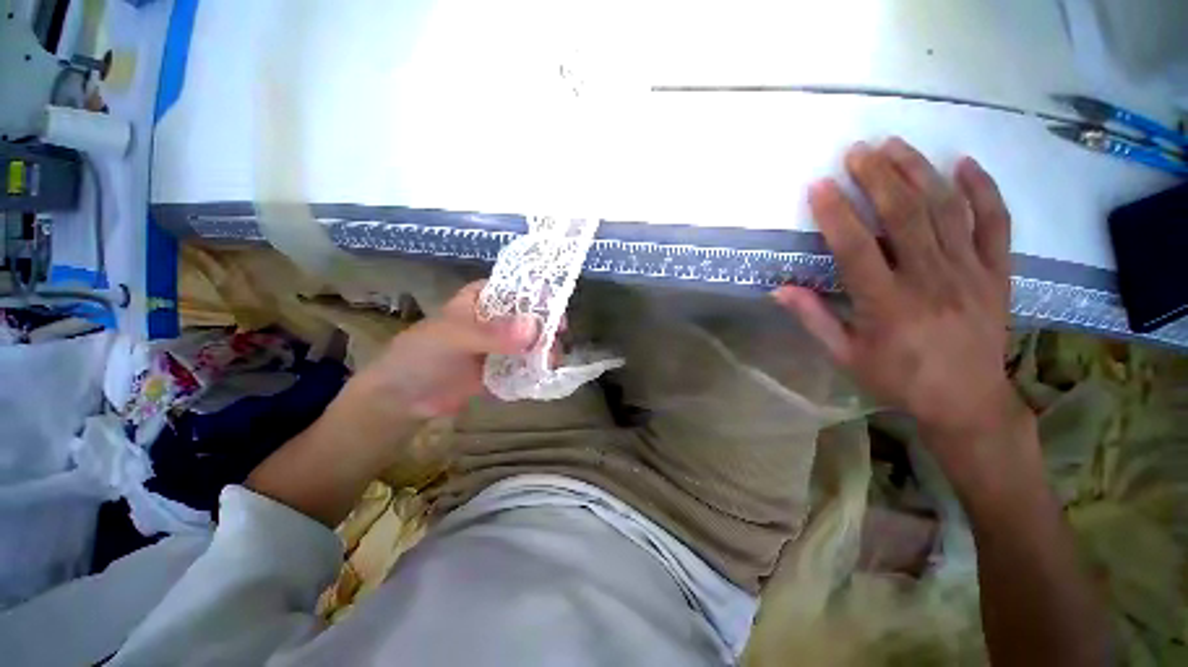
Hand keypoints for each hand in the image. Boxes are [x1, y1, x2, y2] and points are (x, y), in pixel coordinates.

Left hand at [338, 281, 538, 427]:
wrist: (404, 398)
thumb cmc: (422, 355)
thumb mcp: (454, 337)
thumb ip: (492, 333)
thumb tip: (533, 328)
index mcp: (484, 299)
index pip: (518, 289)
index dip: (541, 296)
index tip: (557, 311)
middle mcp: (497, 318)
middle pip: (531, 316)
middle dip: (547, 327)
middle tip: (559, 339)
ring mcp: (501, 344)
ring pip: (531, 341)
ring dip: (544, 350)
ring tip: (552, 363)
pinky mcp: (502, 367)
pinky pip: (525, 364)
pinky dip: (535, 369)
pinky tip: (543, 376)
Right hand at [774, 138, 1024, 447]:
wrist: (968, 401)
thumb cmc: (897, 378)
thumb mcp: (845, 356)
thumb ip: (814, 319)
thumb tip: (779, 290)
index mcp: (887, 304)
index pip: (856, 249)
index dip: (835, 214)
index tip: (818, 186)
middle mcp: (930, 280)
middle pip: (904, 216)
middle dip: (878, 177)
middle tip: (857, 151)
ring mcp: (970, 272)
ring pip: (946, 209)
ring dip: (919, 171)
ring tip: (896, 145)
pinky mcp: (998, 272)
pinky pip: (996, 223)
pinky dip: (983, 189)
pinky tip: (964, 164)